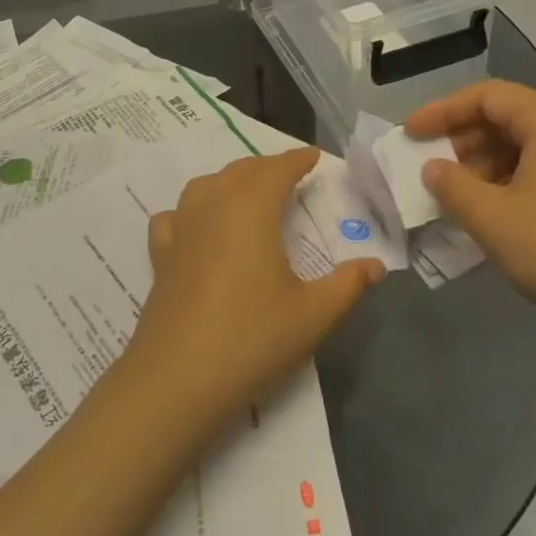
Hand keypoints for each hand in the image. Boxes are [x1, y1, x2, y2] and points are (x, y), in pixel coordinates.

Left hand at [125, 148, 383, 434]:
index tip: (314, 157)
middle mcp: (212, 206)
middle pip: (240, 171)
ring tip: (248, 195)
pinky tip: (197, 228)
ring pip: (205, 185)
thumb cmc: (252, 338)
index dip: (298, 159)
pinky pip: (175, 216)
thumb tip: (375, 265)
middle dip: (267, 167)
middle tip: (290, 176)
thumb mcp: (313, 314)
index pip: (277, 169)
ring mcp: (180, 229)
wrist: (177, 378)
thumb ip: (348, 284)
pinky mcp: (160, 255)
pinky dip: (191, 210)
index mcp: (251, 208)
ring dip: (230, 181)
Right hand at [405, 81, 535, 332]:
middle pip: (512, 117)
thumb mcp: (490, 217)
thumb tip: (434, 168)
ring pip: (531, 145)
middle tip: (433, 166)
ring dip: (488, 162)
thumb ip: (451, 185)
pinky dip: (515, 179)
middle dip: (465, 138)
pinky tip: (498, 211)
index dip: (443, 110)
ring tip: (461, 194)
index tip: (412, 134)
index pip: (489, 96)